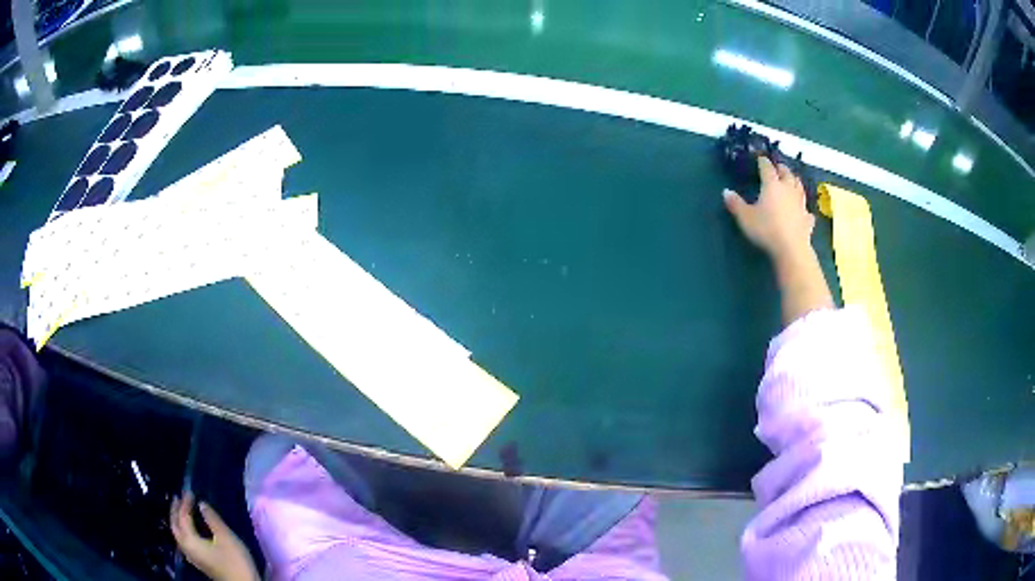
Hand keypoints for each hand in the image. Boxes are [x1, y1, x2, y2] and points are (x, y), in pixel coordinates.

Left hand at [171, 492, 258, 580]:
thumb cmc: (234, 561)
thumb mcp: (226, 537)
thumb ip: (212, 519)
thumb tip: (201, 504)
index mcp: (190, 540)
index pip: (183, 517)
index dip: (185, 503)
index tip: (189, 491)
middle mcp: (186, 547)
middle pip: (175, 526)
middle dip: (175, 511)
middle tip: (178, 498)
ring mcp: (192, 556)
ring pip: (178, 535)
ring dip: (178, 521)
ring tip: (182, 511)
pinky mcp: (199, 561)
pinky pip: (184, 541)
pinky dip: (183, 530)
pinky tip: (190, 530)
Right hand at [723, 156, 814, 260]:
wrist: (791, 248)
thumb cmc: (766, 229)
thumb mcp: (745, 217)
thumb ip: (736, 204)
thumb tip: (726, 191)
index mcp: (772, 185)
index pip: (767, 168)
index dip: (763, 162)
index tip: (760, 158)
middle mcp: (788, 189)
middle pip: (787, 173)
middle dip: (782, 168)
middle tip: (778, 167)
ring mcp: (800, 204)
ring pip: (799, 187)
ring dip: (795, 181)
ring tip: (792, 180)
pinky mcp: (807, 219)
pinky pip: (807, 210)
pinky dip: (805, 207)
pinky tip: (804, 211)